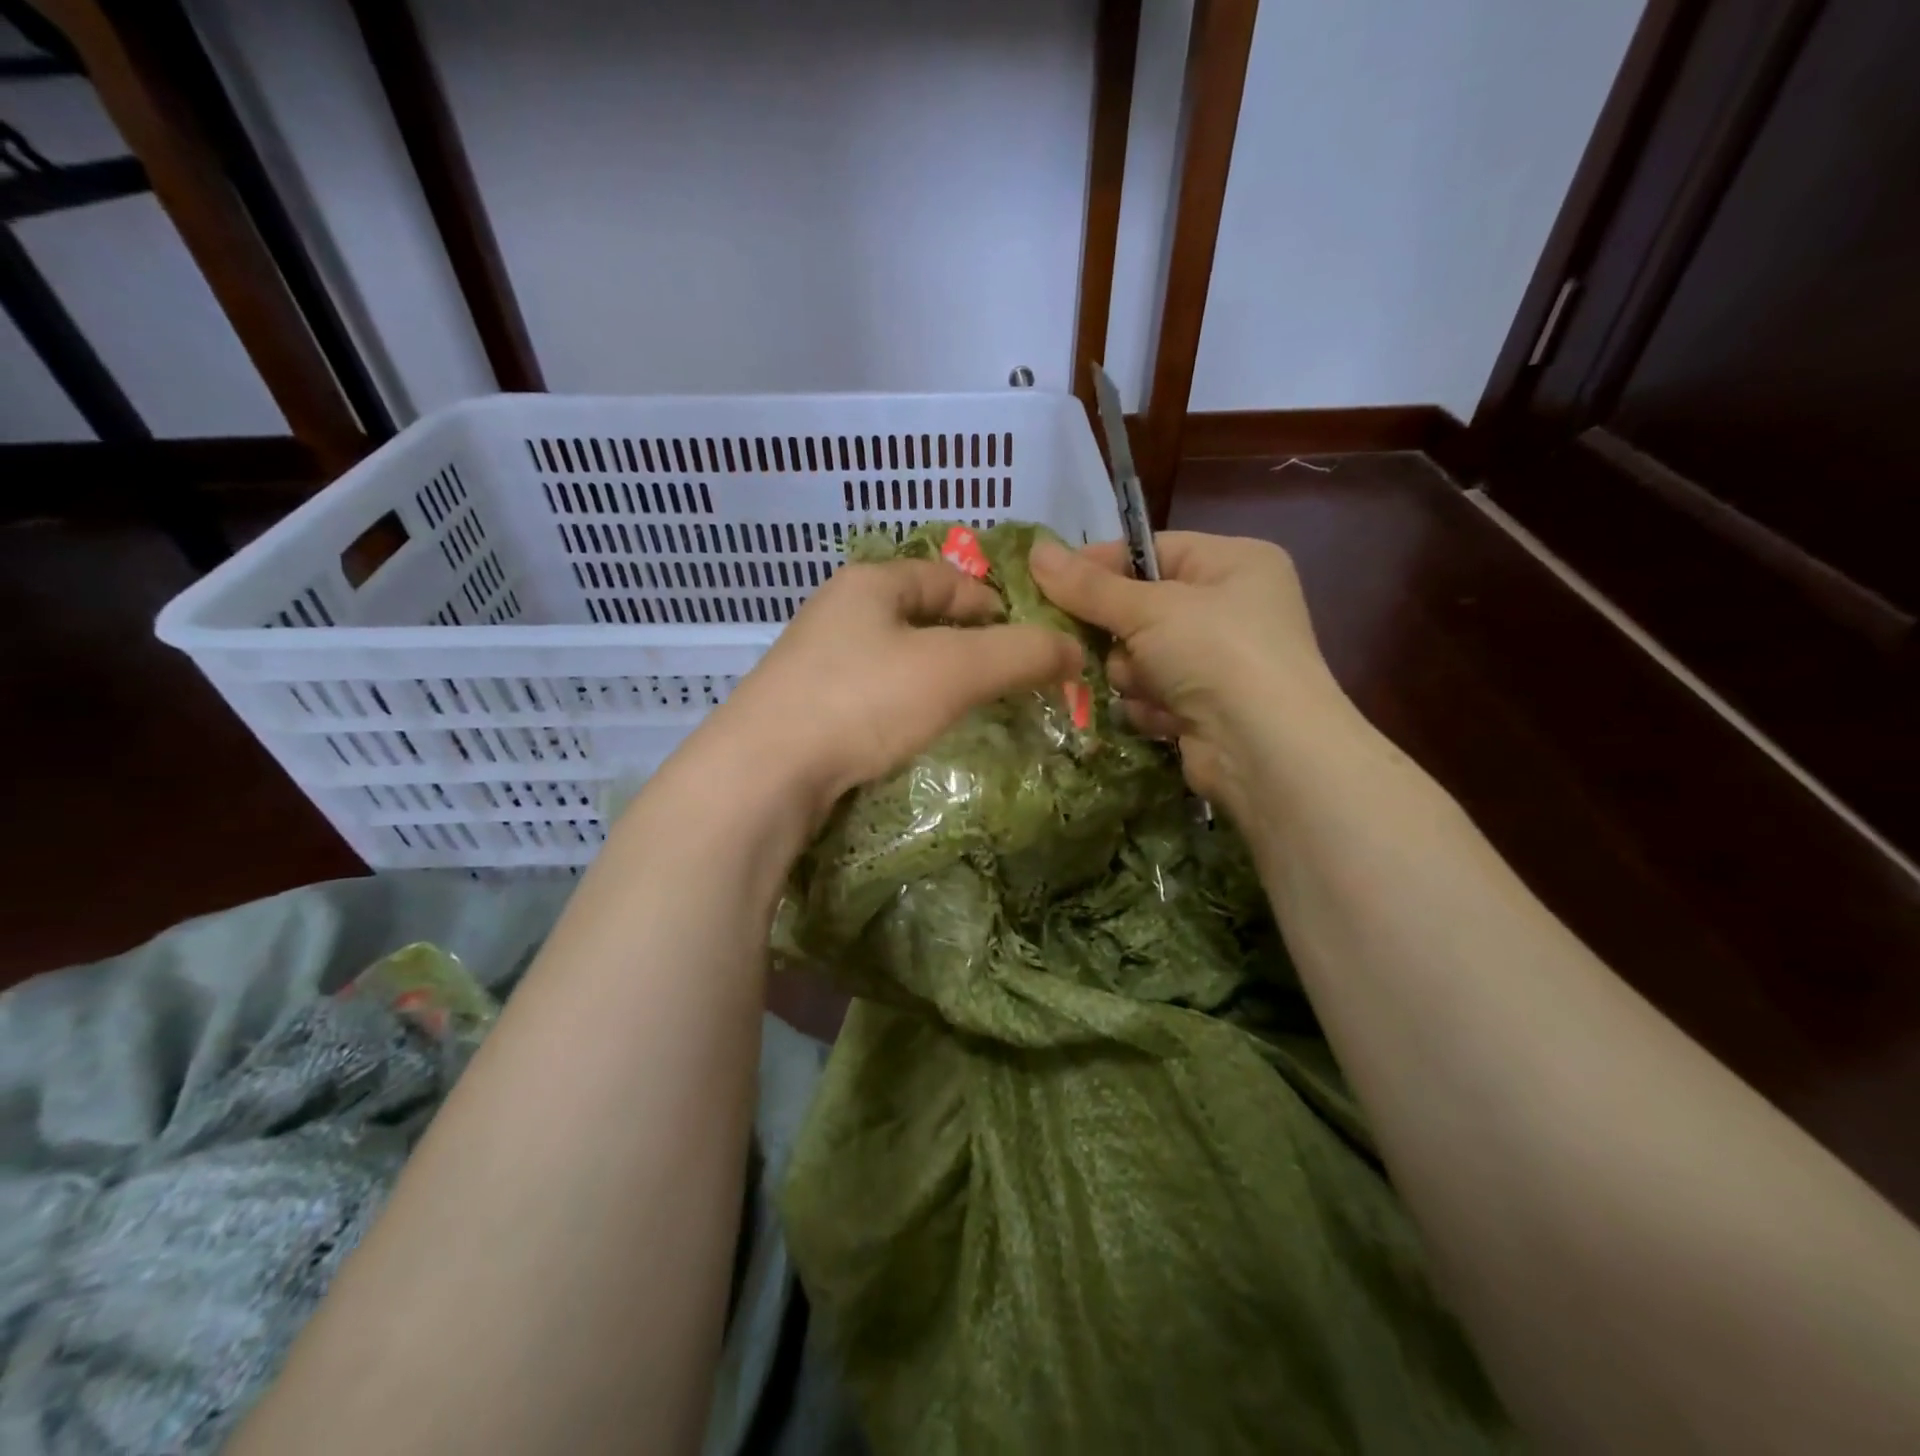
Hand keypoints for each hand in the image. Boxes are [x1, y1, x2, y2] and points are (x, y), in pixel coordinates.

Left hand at [695, 558, 1083, 825]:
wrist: (762, 774)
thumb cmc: (862, 701)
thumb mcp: (954, 670)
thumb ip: (1020, 655)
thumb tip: (1075, 650)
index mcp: (871, 582)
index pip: (948, 577)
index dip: (994, 604)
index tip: (1027, 642)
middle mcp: (838, 611)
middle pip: (920, 616)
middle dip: (967, 645)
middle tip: (1004, 681)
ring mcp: (815, 660)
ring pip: (895, 658)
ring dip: (934, 678)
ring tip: (967, 709)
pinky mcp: (804, 706)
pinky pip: (870, 694)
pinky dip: (901, 706)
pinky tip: (913, 734)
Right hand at [1029, 532, 1352, 818]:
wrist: (1266, 750)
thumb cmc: (1216, 653)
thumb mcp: (1149, 609)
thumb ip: (1089, 586)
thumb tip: (1035, 550)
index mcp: (1234, 563)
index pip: (1150, 551)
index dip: (1100, 566)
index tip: (1049, 580)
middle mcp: (1232, 607)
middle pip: (1142, 607)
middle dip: (1118, 632)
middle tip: (1087, 641)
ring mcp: (1221, 661)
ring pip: (1141, 656)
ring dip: (1133, 674)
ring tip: (1147, 686)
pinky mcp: (1207, 707)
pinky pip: (1154, 693)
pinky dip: (1151, 705)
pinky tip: (1165, 716)